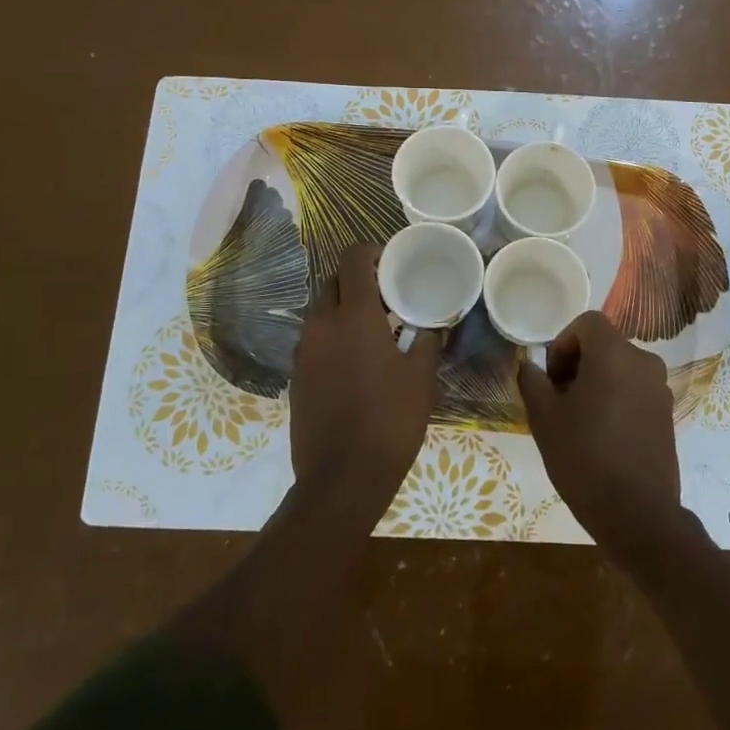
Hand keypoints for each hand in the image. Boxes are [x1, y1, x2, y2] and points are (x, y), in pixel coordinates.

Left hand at [289, 243, 441, 516]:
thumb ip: (427, 340)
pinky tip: (356, 361)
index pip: (353, 259)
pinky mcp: (296, 376)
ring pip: (321, 311)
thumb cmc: (390, 420)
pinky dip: (333, 336)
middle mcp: (321, 324)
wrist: (342, 477)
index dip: (371, 252)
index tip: (392, 263)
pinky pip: (314, 339)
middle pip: (333, 282)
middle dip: (358, 281)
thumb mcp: (421, 378)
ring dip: (344, 309)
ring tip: (374, 330)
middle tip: (387, 297)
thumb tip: (432, 325)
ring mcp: (303, 351)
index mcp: (353, 316)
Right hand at [517, 311, 680, 549]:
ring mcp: (660, 389)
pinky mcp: (667, 414)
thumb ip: (533, 382)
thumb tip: (531, 366)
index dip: (563, 343)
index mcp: (614, 354)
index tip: (551, 377)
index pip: (587, 323)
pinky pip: (635, 390)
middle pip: (605, 345)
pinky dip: (616, 399)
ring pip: (620, 369)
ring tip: (578, 420)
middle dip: (577, 364)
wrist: (637, 513)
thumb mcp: (544, 418)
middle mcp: (644, 362)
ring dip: (596, 382)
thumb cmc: (584, 457)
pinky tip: (602, 435)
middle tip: (558, 399)